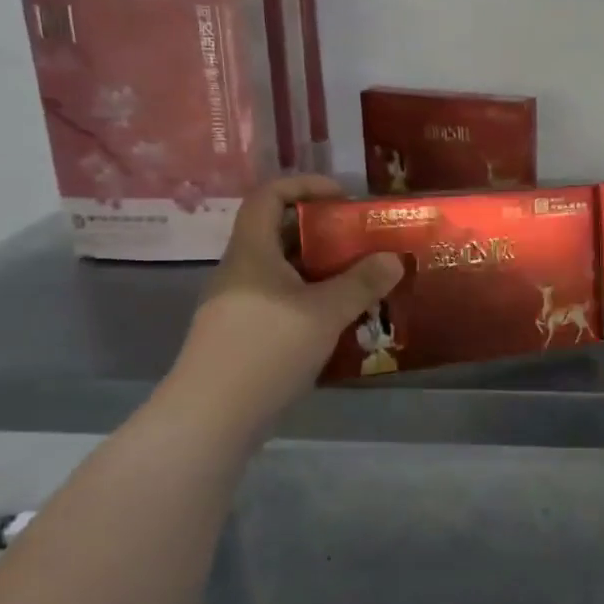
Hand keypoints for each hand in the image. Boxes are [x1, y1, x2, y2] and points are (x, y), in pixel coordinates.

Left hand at [177, 176, 402, 396]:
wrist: (210, 418)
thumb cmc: (266, 350)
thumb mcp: (325, 312)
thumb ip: (362, 283)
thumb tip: (394, 258)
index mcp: (252, 253)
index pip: (268, 196)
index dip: (305, 185)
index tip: (343, 197)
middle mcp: (240, 272)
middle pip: (280, 235)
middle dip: (323, 234)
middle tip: (362, 244)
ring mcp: (237, 307)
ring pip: (283, 274)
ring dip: (321, 272)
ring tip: (360, 284)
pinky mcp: (242, 337)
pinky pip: (280, 303)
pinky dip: (310, 302)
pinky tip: (338, 323)